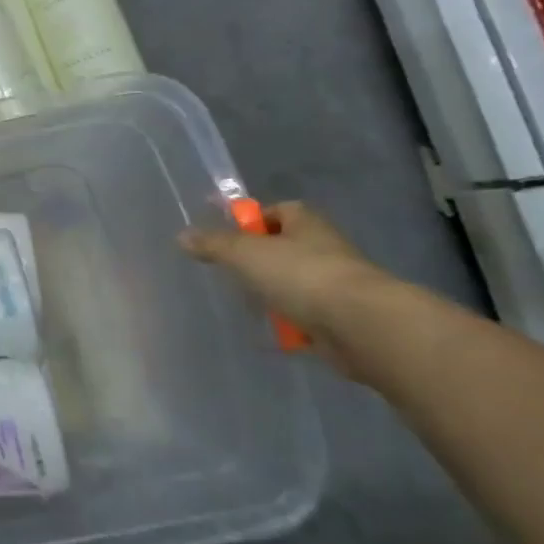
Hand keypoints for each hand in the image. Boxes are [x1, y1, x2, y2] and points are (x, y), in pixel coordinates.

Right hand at [180, 202, 394, 375]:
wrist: (362, 326)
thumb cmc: (301, 274)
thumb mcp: (244, 253)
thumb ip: (212, 244)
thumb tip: (182, 237)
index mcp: (306, 223)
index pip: (278, 210)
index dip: (253, 220)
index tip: (230, 236)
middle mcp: (325, 248)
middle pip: (285, 248)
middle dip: (260, 261)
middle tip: (233, 272)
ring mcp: (337, 285)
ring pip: (295, 283)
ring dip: (275, 294)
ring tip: (252, 306)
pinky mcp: (342, 318)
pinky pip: (308, 316)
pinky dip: (292, 324)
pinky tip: (276, 333)